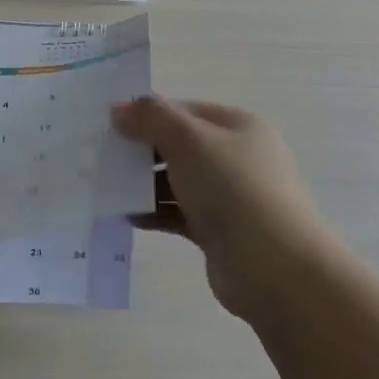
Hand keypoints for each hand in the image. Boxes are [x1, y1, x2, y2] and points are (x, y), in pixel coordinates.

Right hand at [113, 96, 341, 322]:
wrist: (275, 268)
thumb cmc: (233, 190)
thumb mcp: (188, 140)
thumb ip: (151, 118)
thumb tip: (118, 109)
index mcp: (238, 127)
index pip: (184, 110)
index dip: (147, 114)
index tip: (110, 126)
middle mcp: (237, 157)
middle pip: (179, 145)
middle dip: (142, 150)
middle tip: (103, 156)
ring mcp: (230, 196)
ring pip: (177, 181)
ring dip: (144, 183)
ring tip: (108, 188)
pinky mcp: (219, 231)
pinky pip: (179, 213)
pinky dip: (154, 212)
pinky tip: (127, 216)